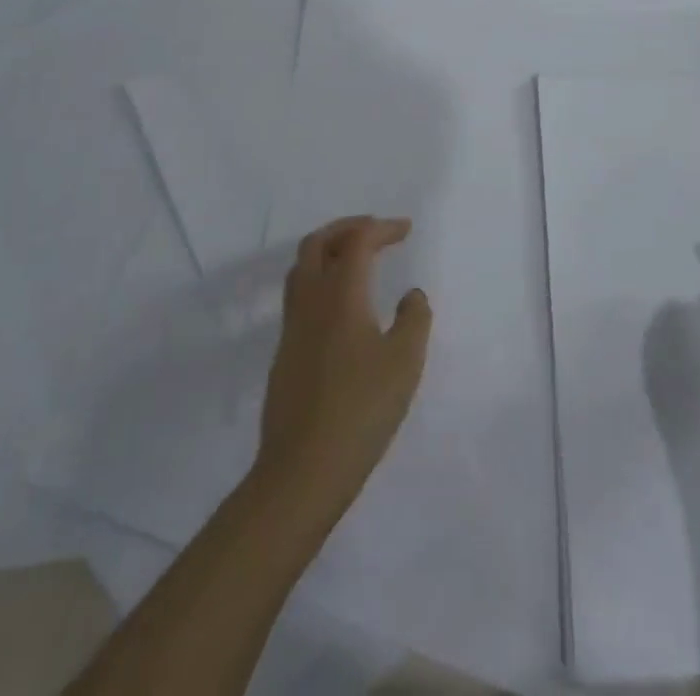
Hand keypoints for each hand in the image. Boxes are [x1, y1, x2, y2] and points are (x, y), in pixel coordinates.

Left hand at [253, 216, 431, 527]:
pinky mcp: (285, 353)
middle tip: (375, 232)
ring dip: (329, 251)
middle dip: (347, 228)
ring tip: (357, 259)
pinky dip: (321, 279)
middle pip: (317, 243)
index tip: (406, 229)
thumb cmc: (361, 410)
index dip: (381, 228)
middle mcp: (310, 301)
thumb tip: (411, 295)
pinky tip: (342, 305)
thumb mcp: (405, 362)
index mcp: (340, 294)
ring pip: (302, 268)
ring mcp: (292, 328)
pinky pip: (300, 295)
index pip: (357, 241)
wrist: (303, 470)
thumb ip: (414, 319)